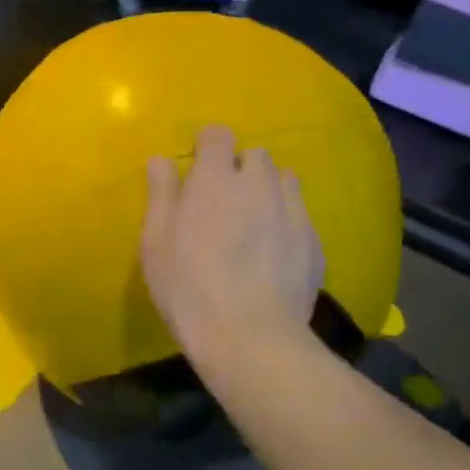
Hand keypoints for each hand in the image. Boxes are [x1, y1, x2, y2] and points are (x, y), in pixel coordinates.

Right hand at [141, 125, 325, 363]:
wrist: (249, 335)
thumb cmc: (187, 286)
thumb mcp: (156, 241)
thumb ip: (161, 193)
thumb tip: (162, 159)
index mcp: (215, 178)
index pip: (217, 135)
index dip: (207, 146)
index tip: (197, 168)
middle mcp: (258, 184)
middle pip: (255, 155)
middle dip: (240, 168)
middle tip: (223, 201)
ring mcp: (292, 211)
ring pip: (284, 180)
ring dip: (268, 189)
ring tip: (253, 222)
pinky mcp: (314, 241)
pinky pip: (300, 214)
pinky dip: (286, 221)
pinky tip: (273, 254)